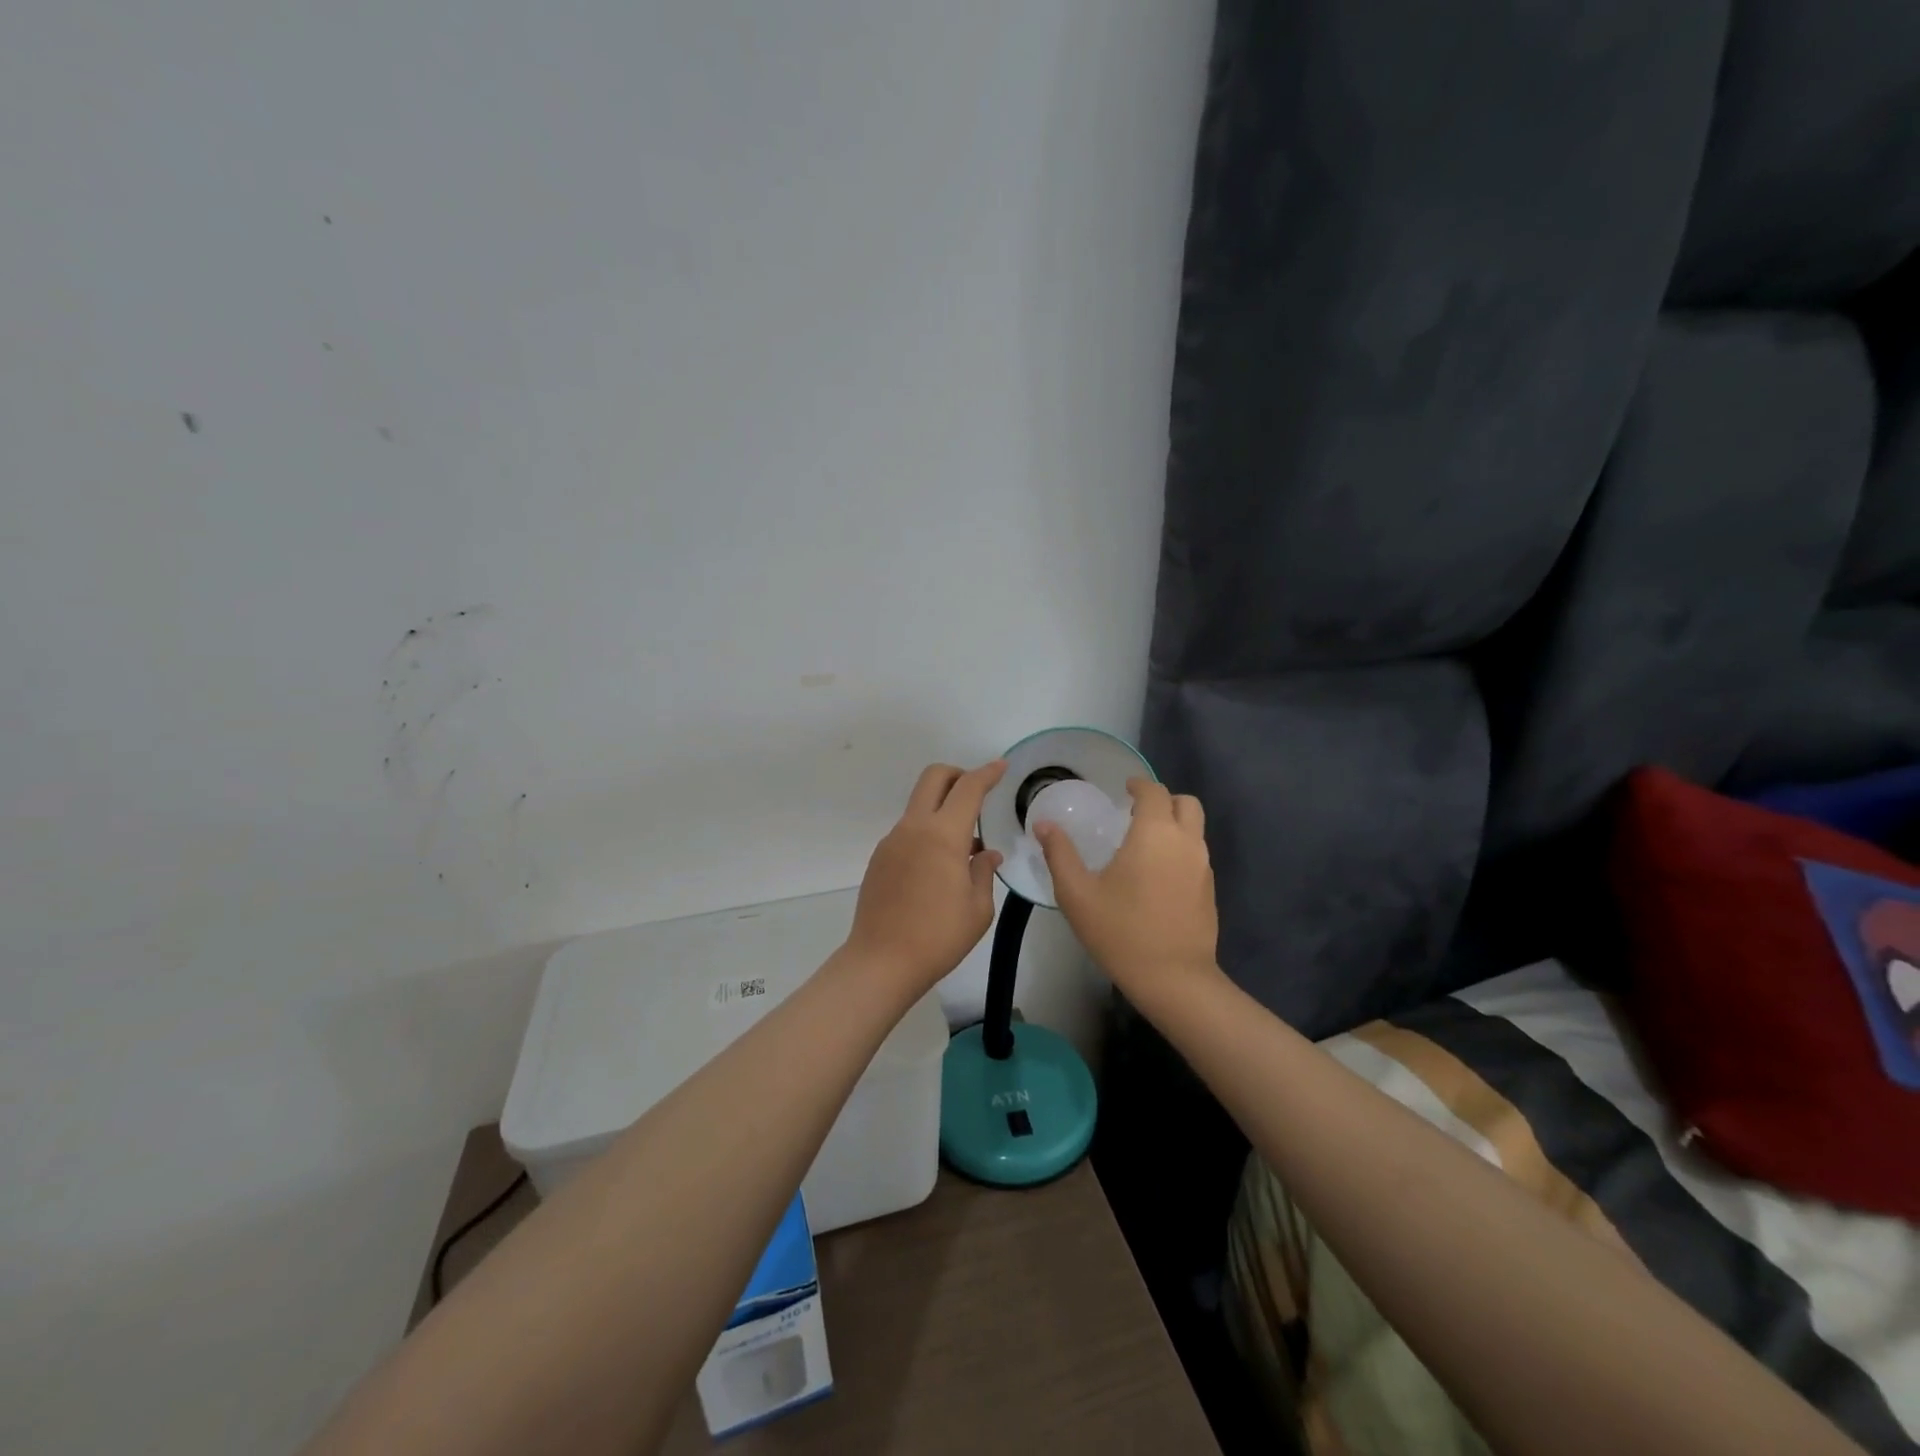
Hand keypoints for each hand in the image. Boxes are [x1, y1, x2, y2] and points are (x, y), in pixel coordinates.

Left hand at [845, 760, 1006, 995]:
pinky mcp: (879, 858)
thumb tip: (985, 852)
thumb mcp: (978, 908)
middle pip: (933, 778)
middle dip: (958, 775)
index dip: (987, 773)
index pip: (968, 789)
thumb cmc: (938, 936)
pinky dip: (928, 832)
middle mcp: (913, 828)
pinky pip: (908, 831)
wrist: (881, 962)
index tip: (1001, 766)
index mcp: (942, 835)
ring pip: (919, 805)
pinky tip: (939, 867)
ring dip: (942, 808)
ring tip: (964, 846)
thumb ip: (984, 871)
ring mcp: (892, 841)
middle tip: (977, 794)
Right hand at [1035, 778, 1217, 1001]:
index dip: (1139, 786)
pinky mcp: (1210, 890)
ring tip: (1144, 843)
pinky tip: (1157, 874)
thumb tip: (1044, 824)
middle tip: (1136, 813)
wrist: (1173, 978)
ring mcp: (1203, 866)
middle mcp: (1185, 841)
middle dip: (1162, 800)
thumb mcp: (1077, 894)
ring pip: (1195, 828)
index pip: (1154, 792)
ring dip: (1174, 824)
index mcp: (1155, 833)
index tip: (1123, 790)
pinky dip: (1180, 849)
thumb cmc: (1120, 931)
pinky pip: (1197, 854)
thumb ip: (1059, 854)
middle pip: (1185, 803)